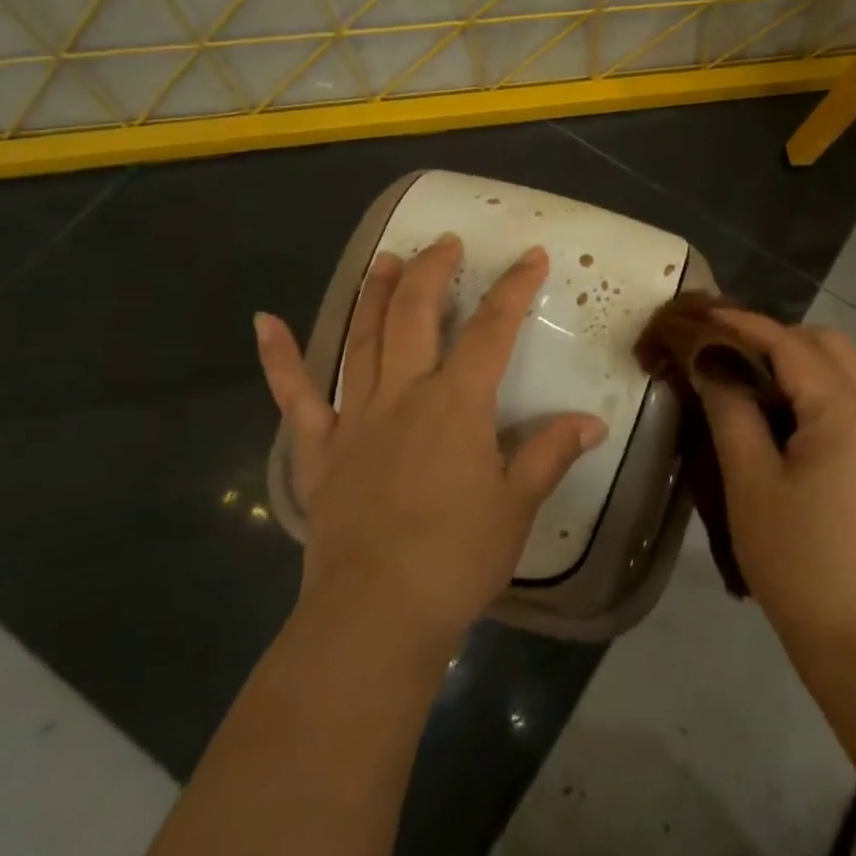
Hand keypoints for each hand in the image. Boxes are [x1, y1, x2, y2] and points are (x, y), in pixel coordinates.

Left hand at [255, 235, 606, 649]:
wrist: (376, 613)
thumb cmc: (457, 558)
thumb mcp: (517, 505)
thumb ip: (549, 453)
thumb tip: (592, 421)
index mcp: (457, 404)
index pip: (492, 330)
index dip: (514, 288)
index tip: (531, 256)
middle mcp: (404, 394)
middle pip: (416, 314)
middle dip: (433, 271)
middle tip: (445, 242)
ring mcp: (355, 417)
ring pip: (363, 338)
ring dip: (375, 293)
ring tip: (385, 258)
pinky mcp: (319, 450)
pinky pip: (294, 396)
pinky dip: (278, 358)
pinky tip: (264, 322)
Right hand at [696, 310, 855, 647]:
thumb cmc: (797, 558)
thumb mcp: (750, 482)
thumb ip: (730, 412)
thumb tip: (711, 364)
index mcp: (845, 412)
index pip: (790, 345)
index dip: (743, 324)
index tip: (702, 312)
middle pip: (828, 346)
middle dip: (776, 337)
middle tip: (725, 351)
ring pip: (840, 372)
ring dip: (794, 363)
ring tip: (742, 378)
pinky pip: (843, 403)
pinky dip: (807, 391)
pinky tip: (772, 414)